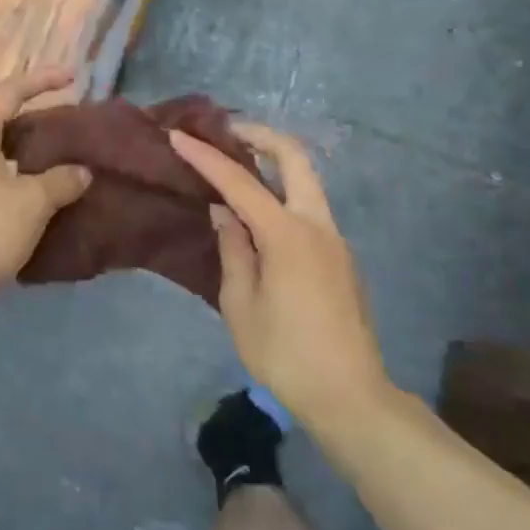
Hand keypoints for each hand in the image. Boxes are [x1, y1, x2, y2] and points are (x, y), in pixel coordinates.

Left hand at [0, 69, 92, 309]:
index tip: (72, 77)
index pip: (9, 92)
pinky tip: (35, 200)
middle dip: (34, 119)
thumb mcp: (31, 203)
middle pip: (0, 122)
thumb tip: (81, 171)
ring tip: (58, 163)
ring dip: (26, 154)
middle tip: (67, 126)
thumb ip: (60, 181)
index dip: (41, 80)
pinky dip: (16, 180)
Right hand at [168, 123, 390, 450]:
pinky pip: (307, 207)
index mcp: (288, 235)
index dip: (206, 156)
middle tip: (225, 132)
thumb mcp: (241, 304)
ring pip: (305, 180)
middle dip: (259, 135)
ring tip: (234, 166)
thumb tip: (225, 212)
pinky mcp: (339, 256)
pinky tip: (256, 211)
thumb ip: (233, 249)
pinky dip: (280, 192)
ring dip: (272, 162)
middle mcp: (317, 225)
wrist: (351, 397)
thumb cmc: (286, 354)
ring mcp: (333, 239)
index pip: (239, 182)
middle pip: (295, 157)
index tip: (178, 136)